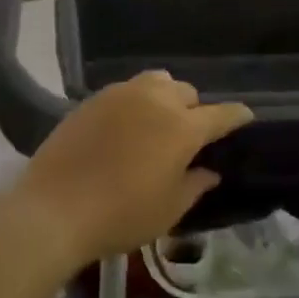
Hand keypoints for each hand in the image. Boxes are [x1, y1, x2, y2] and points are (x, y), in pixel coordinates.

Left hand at [11, 71, 250, 270]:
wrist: (54, 209)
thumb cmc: (120, 215)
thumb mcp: (168, 210)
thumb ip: (195, 185)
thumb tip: (209, 170)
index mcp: (182, 128)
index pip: (221, 114)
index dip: (237, 117)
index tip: (244, 120)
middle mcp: (156, 101)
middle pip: (187, 93)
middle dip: (195, 110)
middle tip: (188, 137)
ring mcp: (122, 94)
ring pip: (157, 82)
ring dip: (166, 98)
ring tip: (157, 123)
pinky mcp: (94, 98)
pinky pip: (127, 90)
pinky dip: (136, 102)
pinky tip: (125, 126)